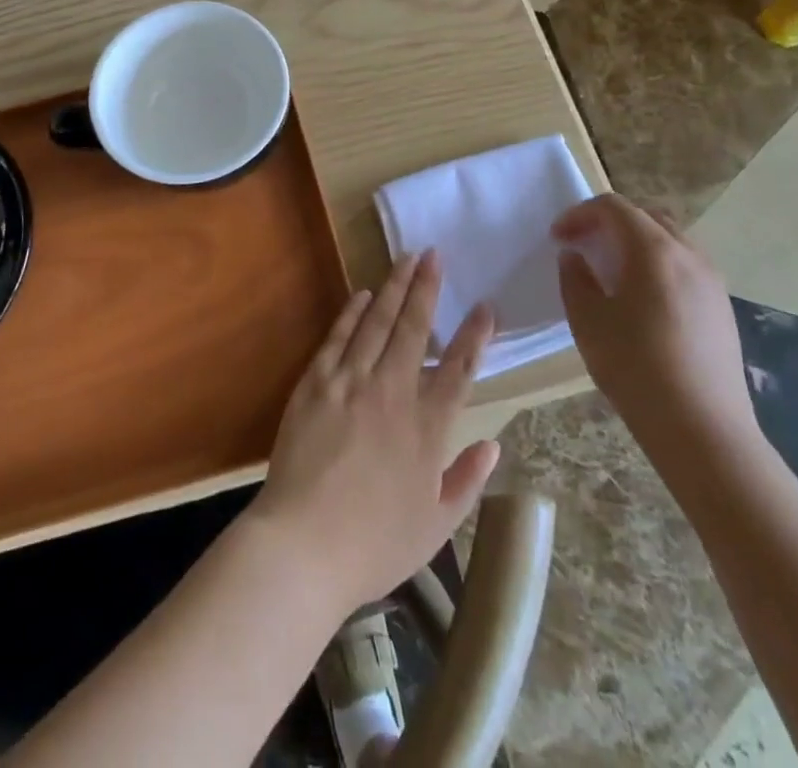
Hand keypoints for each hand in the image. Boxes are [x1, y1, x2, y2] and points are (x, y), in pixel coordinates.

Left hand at [250, 250, 499, 611]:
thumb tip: (492, 446)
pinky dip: (352, 312)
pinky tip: (362, 294)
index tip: (485, 306)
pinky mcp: (316, 382)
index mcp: (427, 427)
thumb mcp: (436, 525)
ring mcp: (351, 382)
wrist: (305, 544)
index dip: (475, 334)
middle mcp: (393, 392)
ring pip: (377, 322)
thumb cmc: (375, 543)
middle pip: (414, 328)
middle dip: (426, 287)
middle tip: (434, 254)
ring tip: (405, 259)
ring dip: (392, 287)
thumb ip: (466, 480)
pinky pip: (338, 337)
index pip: (459, 368)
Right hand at [554, 194, 757, 460]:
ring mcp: (712, 281)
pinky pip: (685, 266)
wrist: (703, 430)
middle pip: (646, 216)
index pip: (613, 207)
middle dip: (609, 222)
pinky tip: (642, 301)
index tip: (558, 237)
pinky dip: (657, 265)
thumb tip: (576, 257)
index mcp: (653, 250)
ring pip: (669, 240)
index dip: (579, 214)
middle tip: (582, 246)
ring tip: (611, 272)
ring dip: (635, 243)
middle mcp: (688, 255)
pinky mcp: (722, 308)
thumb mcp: (588, 321)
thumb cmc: (636, 368)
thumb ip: (575, 279)